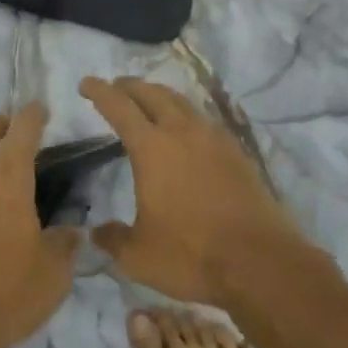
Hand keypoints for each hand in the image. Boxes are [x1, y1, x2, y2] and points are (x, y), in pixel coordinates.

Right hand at [81, 76, 300, 306]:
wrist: (261, 264)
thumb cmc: (192, 256)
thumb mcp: (139, 256)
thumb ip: (114, 239)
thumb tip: (97, 233)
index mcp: (151, 149)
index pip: (119, 107)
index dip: (100, 92)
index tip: (86, 83)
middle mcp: (182, 133)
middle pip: (153, 94)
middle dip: (130, 86)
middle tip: (117, 87)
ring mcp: (215, 141)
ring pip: (182, 103)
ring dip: (161, 96)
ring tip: (150, 101)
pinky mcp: (238, 155)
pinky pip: (206, 121)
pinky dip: (187, 116)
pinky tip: (189, 131)